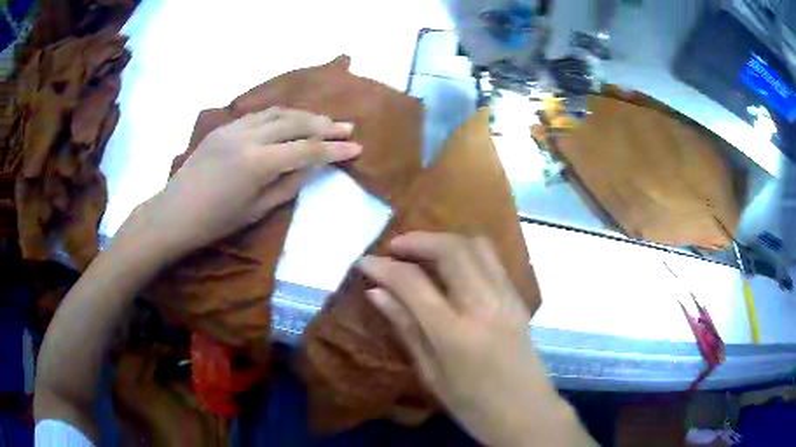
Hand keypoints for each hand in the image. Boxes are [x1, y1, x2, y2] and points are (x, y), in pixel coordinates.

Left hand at [126, 107, 360, 260]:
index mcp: (257, 163)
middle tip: (347, 127)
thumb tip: (310, 167)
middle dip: (324, 125)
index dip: (334, 149)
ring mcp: (234, 128)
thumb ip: (287, 185)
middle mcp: (248, 137)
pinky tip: (290, 119)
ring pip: (277, 112)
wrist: (174, 213)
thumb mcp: (257, 210)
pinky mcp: (224, 127)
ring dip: (304, 115)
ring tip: (323, 120)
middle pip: (295, 122)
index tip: (356, 147)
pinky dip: (280, 115)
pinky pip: (259, 114)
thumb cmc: (215, 222)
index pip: (306, 150)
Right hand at [358, 232, 594, 446]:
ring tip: (421, 252)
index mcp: (455, 333)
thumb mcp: (431, 374)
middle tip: (394, 248)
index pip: (413, 283)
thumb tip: (376, 293)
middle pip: (450, 249)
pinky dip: (466, 251)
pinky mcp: (519, 298)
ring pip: (476, 245)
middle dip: (417, 240)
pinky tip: (451, 265)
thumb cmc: (473, 405)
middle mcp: (484, 305)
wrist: (527, 413)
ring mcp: (507, 297)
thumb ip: (405, 328)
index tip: (364, 262)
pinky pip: (492, 259)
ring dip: (444, 240)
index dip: (383, 267)